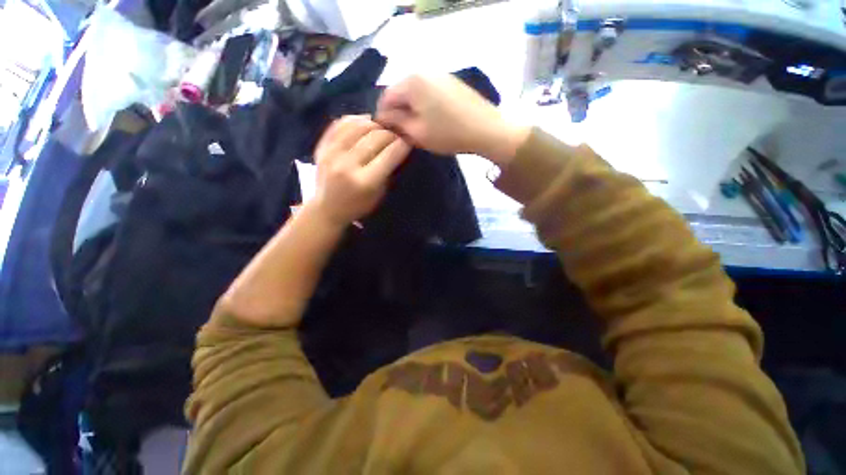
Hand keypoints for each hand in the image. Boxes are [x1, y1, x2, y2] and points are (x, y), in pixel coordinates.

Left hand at [311, 115, 411, 226]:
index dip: (403, 144)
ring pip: (358, 126)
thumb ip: (388, 171)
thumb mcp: (379, 195)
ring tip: (381, 129)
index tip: (409, 141)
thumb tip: (397, 147)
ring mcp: (331, 153)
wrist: (326, 209)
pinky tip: (365, 123)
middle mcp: (347, 165)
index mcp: (365, 182)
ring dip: (375, 125)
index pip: (389, 155)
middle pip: (375, 137)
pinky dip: (356, 120)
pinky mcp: (321, 147)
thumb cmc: (358, 206)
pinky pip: (340, 124)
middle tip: (396, 135)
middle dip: (391, 134)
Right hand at [376, 75, 528, 164]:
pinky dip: (425, 105)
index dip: (383, 116)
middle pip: (401, 92)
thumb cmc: (448, 134)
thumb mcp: (417, 133)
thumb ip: (396, 123)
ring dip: (412, 109)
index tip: (387, 133)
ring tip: (418, 127)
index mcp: (412, 82)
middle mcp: (424, 72)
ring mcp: (440, 75)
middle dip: (399, 112)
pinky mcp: (451, 82)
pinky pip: (429, 92)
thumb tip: (384, 117)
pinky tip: (433, 119)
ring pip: (415, 93)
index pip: (386, 97)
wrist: (486, 130)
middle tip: (403, 132)